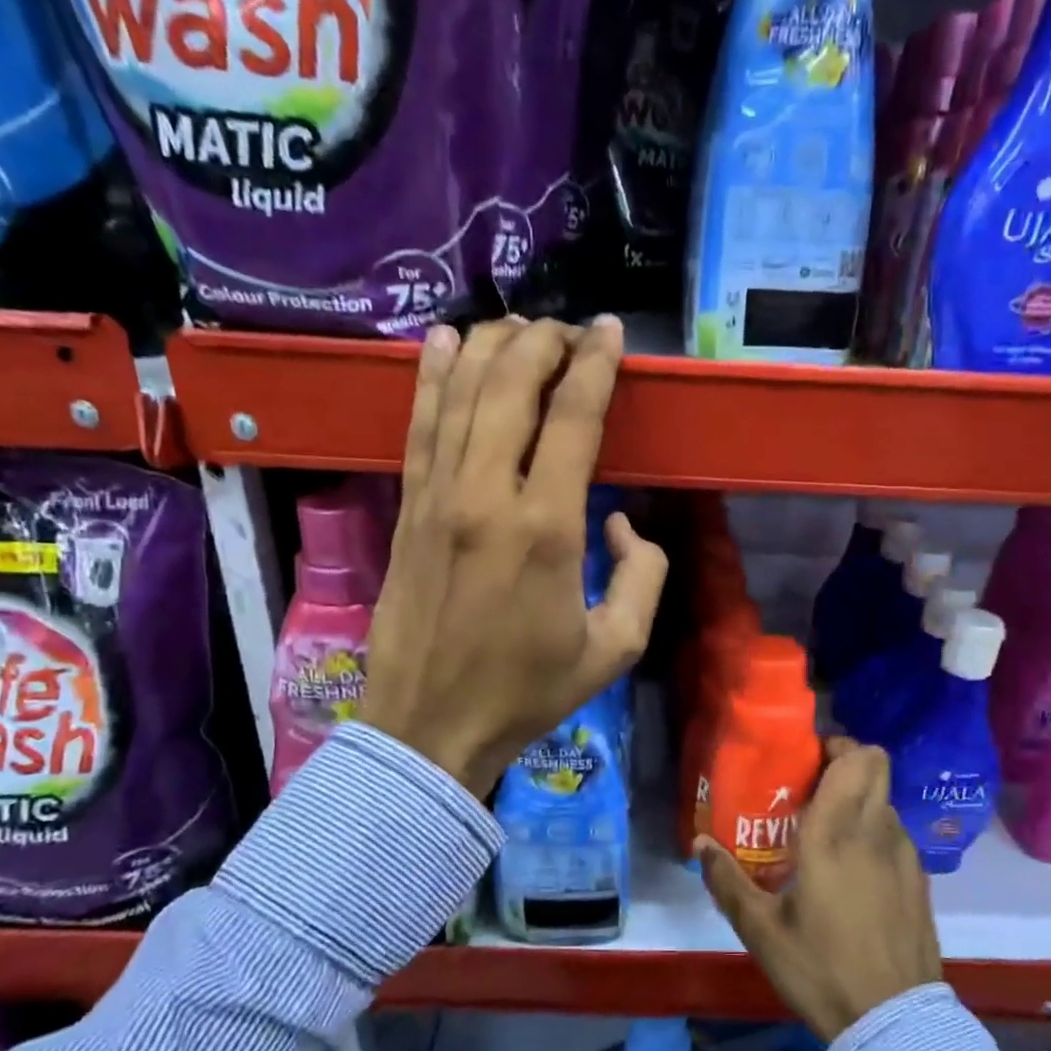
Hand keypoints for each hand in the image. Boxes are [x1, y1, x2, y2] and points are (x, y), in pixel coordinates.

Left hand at [360, 316, 667, 799]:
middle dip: (544, 342)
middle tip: (570, 330)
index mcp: (546, 528)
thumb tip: (622, 522)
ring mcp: (437, 497)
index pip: (573, 417)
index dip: (597, 364)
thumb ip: (643, 576)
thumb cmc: (528, 691)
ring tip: (518, 325)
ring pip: (461, 394)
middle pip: (512, 386)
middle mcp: (487, 495)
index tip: (612, 332)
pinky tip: (442, 341)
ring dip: (491, 347)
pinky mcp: (407, 509)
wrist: (431, 725)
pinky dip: (432, 377)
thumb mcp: (616, 648)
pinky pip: (420, 426)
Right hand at [697, 739, 942, 1042]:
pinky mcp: (919, 880)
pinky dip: (874, 833)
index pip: (856, 758)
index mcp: (836, 833)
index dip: (834, 744)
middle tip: (811, 788)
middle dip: (846, 763)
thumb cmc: (821, 969)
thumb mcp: (761, 930)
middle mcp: (876, 831)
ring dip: (859, 801)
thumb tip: (699, 844)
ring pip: (884, 801)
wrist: (893, 1025)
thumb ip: (727, 882)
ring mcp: (905, 855)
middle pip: (876, 766)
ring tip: (826, 833)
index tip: (805, 760)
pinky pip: (895, 834)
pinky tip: (853, 871)